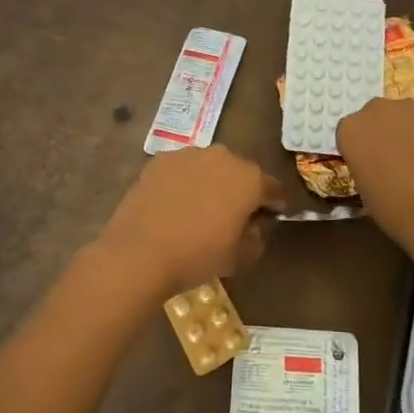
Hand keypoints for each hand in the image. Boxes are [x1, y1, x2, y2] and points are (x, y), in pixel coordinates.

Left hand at [97, 145, 284, 294]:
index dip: (273, 204)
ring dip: (211, 183)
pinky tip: (174, 205)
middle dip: (240, 190)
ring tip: (200, 209)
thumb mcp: (240, 258)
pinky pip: (182, 170)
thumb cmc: (198, 255)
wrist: (140, 252)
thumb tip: (254, 228)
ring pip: (209, 167)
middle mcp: (223, 157)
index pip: (272, 188)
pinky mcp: (160, 160)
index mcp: (249, 178)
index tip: (269, 218)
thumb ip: (256, 238)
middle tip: (233, 215)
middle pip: (240, 172)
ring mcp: (188, 154)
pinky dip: (183, 183)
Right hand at [336, 99, 413, 251]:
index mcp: (350, 129)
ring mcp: (409, 106)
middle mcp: (375, 109)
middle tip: (399, 157)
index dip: (365, 146)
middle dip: (386, 131)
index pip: (353, 131)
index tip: (373, 162)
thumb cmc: (392, 208)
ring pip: (408, 114)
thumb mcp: (363, 188)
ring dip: (412, 129)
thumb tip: (379, 164)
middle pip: (379, 115)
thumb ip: (365, 164)